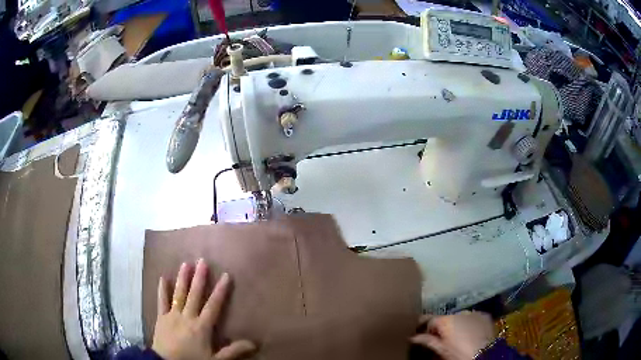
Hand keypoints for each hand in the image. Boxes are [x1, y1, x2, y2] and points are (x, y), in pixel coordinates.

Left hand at [152, 259, 255, 359]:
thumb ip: (233, 351)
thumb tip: (254, 343)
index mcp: (201, 326)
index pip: (213, 305)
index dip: (220, 290)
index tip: (226, 275)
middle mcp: (187, 316)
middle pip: (194, 295)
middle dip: (199, 278)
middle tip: (202, 261)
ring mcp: (172, 315)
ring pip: (179, 294)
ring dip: (183, 279)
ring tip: (186, 263)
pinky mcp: (161, 317)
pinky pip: (161, 301)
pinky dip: (162, 290)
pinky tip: (163, 278)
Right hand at [411, 311, 494, 359]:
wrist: (485, 354)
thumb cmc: (460, 354)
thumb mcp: (442, 351)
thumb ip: (428, 341)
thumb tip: (413, 337)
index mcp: (446, 321)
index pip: (429, 319)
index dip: (423, 325)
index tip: (418, 330)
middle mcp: (458, 313)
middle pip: (445, 318)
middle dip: (442, 326)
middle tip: (439, 337)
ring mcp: (473, 313)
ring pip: (459, 317)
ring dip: (455, 324)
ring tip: (456, 335)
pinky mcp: (484, 315)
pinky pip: (472, 317)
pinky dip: (468, 323)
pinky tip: (469, 332)